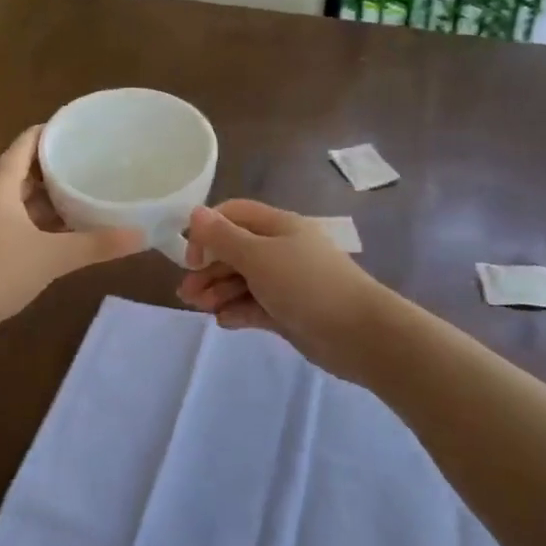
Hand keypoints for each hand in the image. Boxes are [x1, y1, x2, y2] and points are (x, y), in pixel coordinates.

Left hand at [0, 126, 145, 330]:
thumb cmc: (0, 272)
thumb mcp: (53, 257)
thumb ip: (97, 244)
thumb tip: (141, 235)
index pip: (24, 145)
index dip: (49, 134)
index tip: (77, 129)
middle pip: (21, 170)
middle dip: (53, 166)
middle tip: (89, 162)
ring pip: (17, 198)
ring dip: (45, 195)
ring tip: (80, 192)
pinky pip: (12, 219)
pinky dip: (36, 218)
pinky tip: (60, 230)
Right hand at [176, 200, 393, 382]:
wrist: (359, 334)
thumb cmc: (306, 285)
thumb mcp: (258, 257)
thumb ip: (223, 237)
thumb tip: (194, 212)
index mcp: (278, 226)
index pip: (233, 215)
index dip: (208, 231)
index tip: (191, 257)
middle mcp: (281, 249)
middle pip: (234, 251)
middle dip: (208, 269)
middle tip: (186, 294)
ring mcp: (285, 282)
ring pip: (242, 281)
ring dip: (218, 292)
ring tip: (201, 309)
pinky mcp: (288, 311)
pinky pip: (255, 306)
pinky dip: (238, 311)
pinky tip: (225, 321)